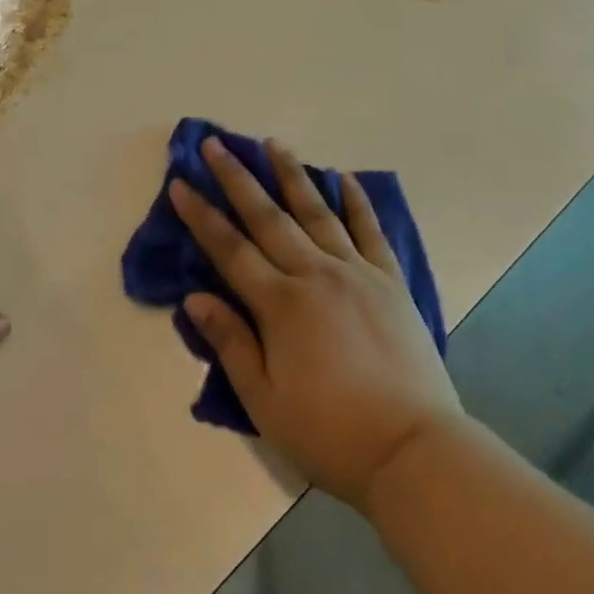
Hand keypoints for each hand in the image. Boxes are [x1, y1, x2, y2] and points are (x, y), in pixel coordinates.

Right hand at [170, 138, 462, 511]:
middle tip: (215, 144)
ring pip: (316, 211)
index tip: (181, 182)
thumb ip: (230, 343)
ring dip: (291, 174)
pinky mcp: (389, 280)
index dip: (202, 215)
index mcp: (280, 304)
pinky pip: (369, 230)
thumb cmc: (330, 434)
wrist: (413, 449)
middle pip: (268, 217)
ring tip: (272, 143)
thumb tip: (194, 297)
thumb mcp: (265, 402)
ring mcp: (356, 272)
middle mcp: (315, 274)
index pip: (230, 249)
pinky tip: (344, 177)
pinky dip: (356, 201)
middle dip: (237, 178)